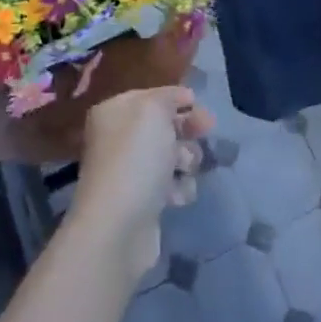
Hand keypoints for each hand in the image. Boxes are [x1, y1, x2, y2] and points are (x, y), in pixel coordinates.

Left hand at [72, 87, 212, 282]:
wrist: (119, 225)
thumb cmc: (136, 158)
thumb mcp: (153, 111)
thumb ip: (169, 97)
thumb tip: (182, 98)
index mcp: (114, 112)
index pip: (150, 96)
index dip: (176, 98)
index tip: (199, 104)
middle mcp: (118, 139)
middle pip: (163, 125)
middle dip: (186, 129)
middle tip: (207, 131)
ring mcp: (129, 171)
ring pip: (171, 155)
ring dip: (186, 159)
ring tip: (184, 169)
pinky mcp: (142, 200)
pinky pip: (170, 185)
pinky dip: (179, 188)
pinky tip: (177, 196)